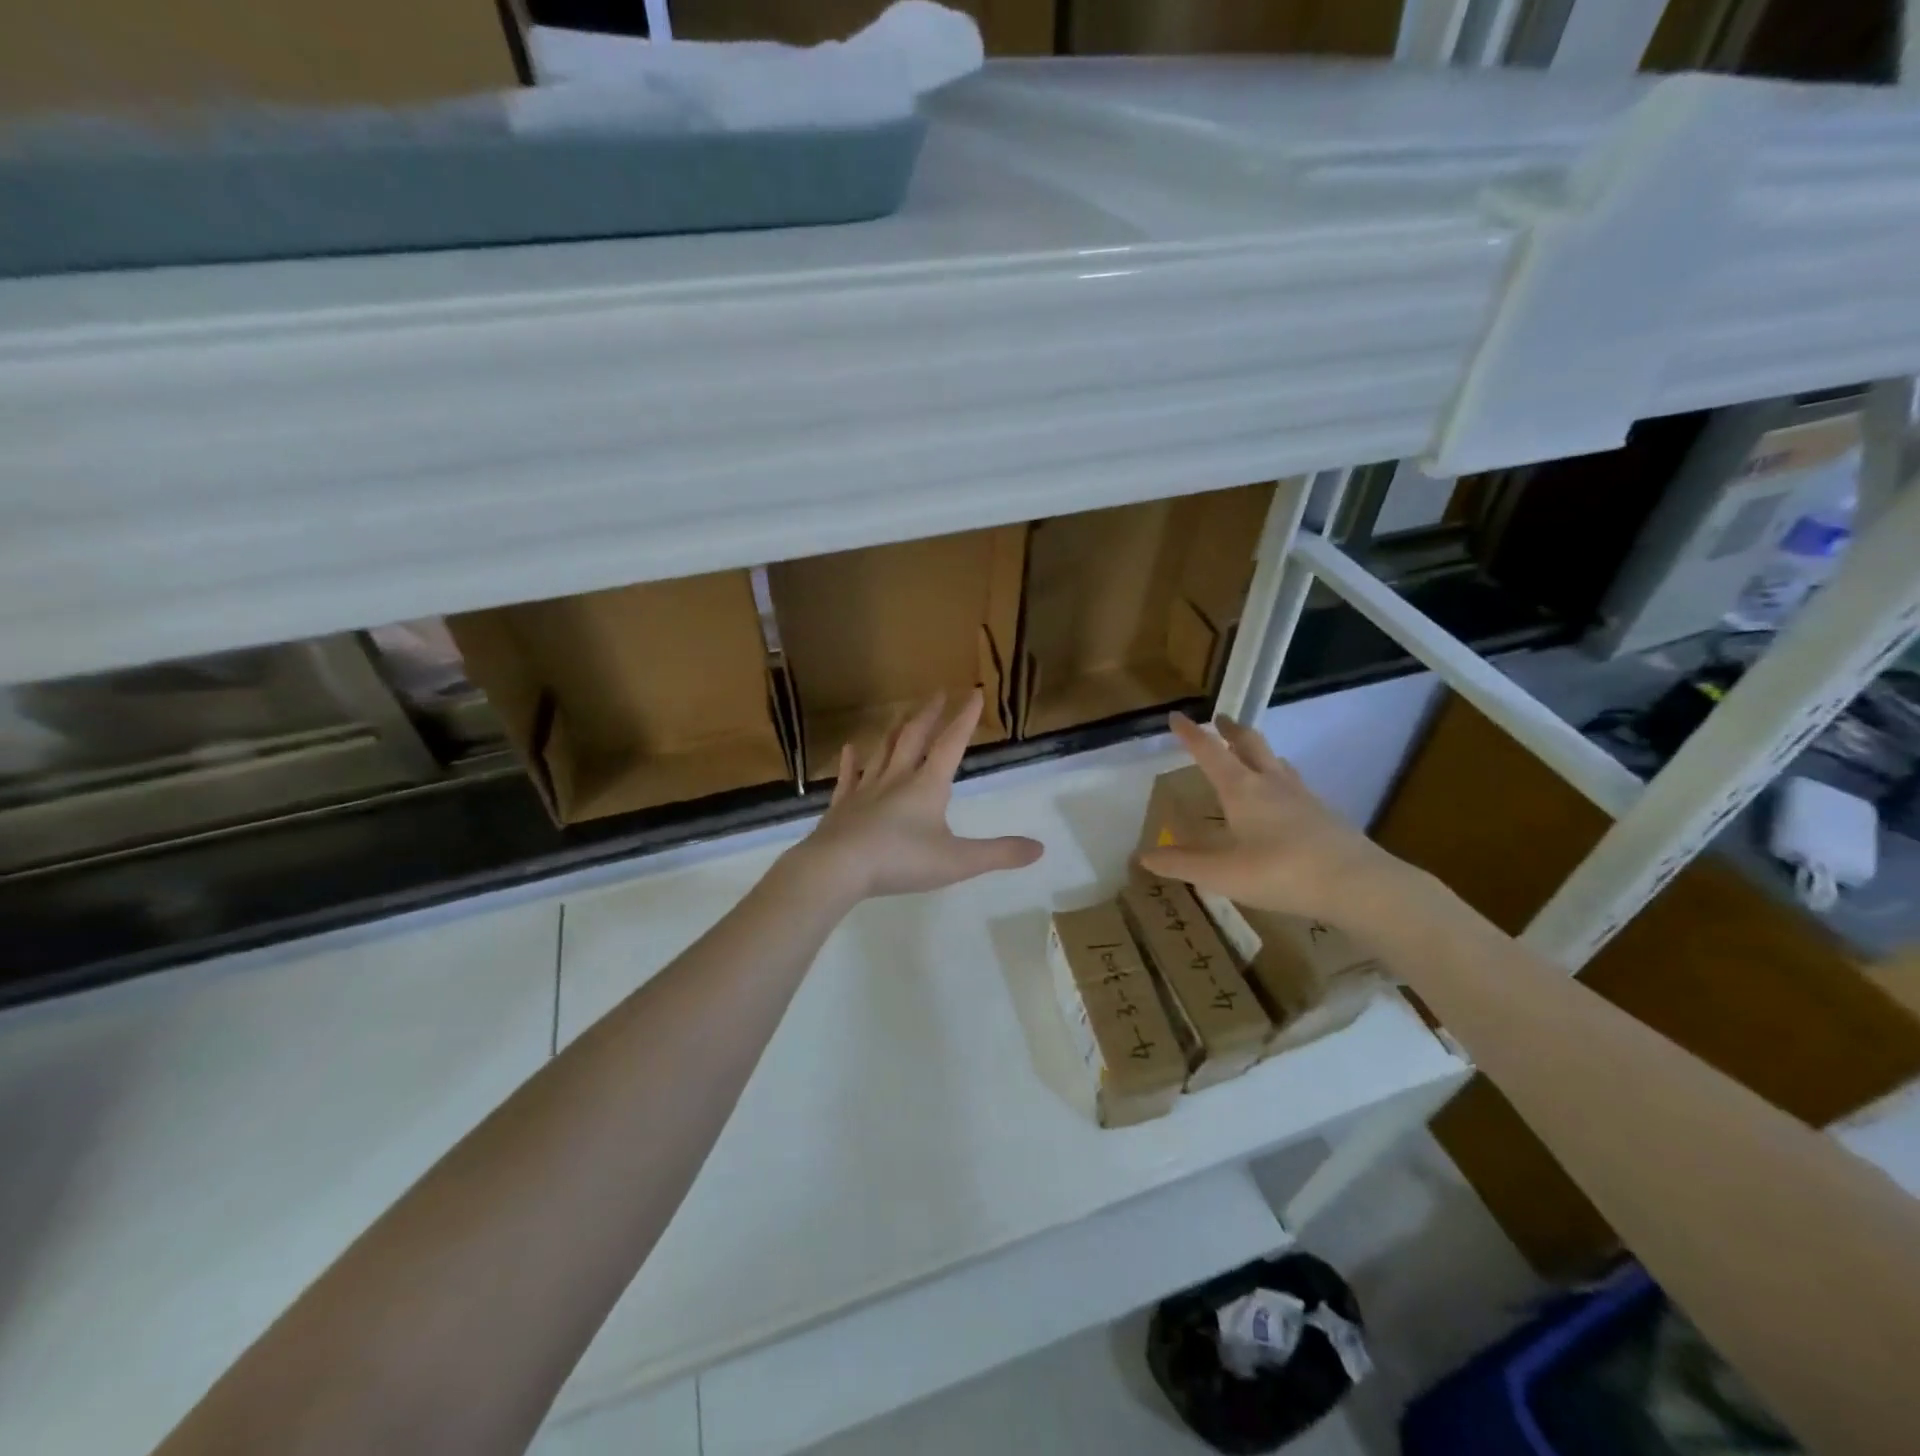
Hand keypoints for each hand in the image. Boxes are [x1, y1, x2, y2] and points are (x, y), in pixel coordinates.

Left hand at [797, 690, 1043, 902]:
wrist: (839, 867)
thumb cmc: (902, 860)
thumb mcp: (958, 861)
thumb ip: (999, 853)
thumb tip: (1040, 848)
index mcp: (927, 785)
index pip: (951, 744)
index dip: (965, 719)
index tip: (974, 693)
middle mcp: (897, 778)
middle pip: (915, 737)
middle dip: (929, 714)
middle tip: (938, 693)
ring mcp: (866, 790)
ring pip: (883, 751)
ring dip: (896, 730)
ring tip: (903, 713)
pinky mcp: (842, 806)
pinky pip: (849, 777)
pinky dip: (851, 762)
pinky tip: (851, 749)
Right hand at [1137, 712, 1426, 929]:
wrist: (1357, 884)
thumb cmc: (1280, 872)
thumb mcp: (1221, 874)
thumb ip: (1182, 864)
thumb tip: (1143, 856)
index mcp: (1241, 789)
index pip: (1209, 752)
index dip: (1190, 734)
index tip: (1176, 717)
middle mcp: (1271, 783)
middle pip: (1250, 744)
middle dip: (1231, 730)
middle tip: (1220, 720)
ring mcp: (1302, 796)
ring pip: (1277, 762)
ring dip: (1259, 750)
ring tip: (1251, 752)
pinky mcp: (1324, 814)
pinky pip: (1296, 784)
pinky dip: (1281, 778)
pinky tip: (1285, 797)